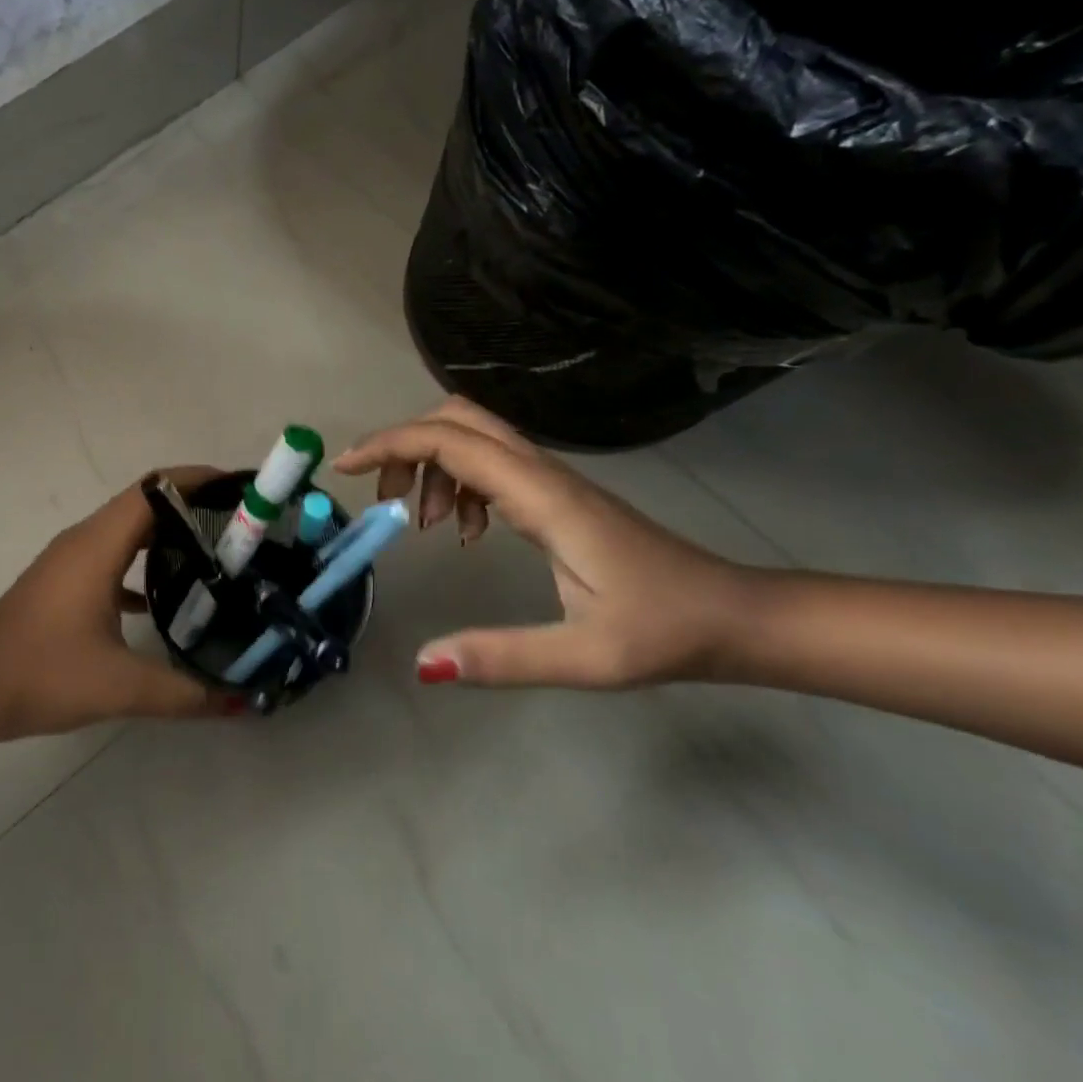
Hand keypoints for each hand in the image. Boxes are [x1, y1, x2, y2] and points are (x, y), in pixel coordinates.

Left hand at [0, 470, 235, 736]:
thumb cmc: (42, 674)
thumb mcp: (120, 687)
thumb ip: (184, 693)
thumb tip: (240, 702)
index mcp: (99, 545)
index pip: (155, 489)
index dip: (198, 480)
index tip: (240, 488)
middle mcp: (85, 539)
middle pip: (147, 502)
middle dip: (194, 505)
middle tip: (242, 526)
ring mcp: (71, 559)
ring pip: (129, 528)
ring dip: (170, 532)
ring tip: (217, 553)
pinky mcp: (64, 580)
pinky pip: (113, 555)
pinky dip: (144, 561)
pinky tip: (170, 595)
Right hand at [333, 399, 761, 688]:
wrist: (737, 615)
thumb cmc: (667, 631)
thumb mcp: (586, 657)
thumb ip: (503, 657)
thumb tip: (423, 663)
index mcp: (541, 495)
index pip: (450, 442)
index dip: (390, 445)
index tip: (345, 469)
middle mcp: (541, 472)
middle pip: (456, 418)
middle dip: (404, 445)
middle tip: (382, 496)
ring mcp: (549, 479)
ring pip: (471, 436)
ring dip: (430, 465)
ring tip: (423, 522)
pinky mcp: (554, 493)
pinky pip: (488, 463)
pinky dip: (457, 482)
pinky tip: (466, 531)